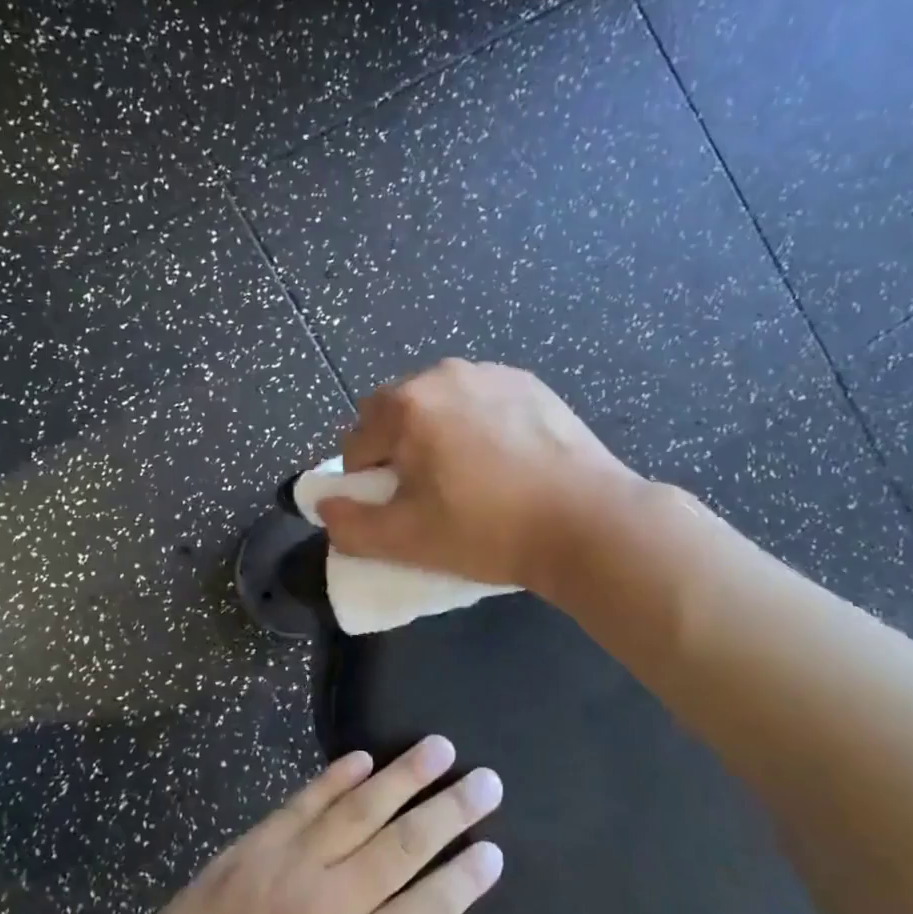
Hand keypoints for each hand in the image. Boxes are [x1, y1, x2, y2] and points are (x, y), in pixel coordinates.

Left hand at [119, 740, 503, 913]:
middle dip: (451, 809)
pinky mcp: (253, 845)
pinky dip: (335, 778)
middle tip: (487, 780)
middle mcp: (334, 907)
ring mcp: (290, 867)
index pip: (432, 908)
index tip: (494, 848)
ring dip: (404, 776)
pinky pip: (303, 802)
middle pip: (405, 845)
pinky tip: (364, 758)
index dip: (466, 876)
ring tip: (439, 748)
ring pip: (359, 810)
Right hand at [316, 358, 645, 592]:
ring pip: (439, 405)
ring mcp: (491, 373)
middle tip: (428, 494)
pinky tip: (504, 462)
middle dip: (398, 451)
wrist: (587, 521)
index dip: (366, 482)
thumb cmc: (487, 530)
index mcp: (407, 405)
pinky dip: (477, 426)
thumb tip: (325, 506)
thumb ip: (350, 525)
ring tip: (470, 477)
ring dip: (436, 435)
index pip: (356, 443)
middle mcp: (443, 374)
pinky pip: (481, 402)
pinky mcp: (530, 383)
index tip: (396, 511)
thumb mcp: (407, 540)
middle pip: (395, 415)